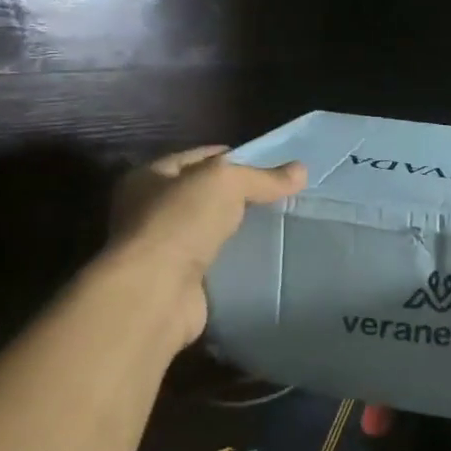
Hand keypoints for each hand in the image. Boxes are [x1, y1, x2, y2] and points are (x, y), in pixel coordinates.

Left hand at [108, 145, 305, 348]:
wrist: (156, 293)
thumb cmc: (180, 222)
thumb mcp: (226, 183)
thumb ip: (263, 177)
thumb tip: (301, 170)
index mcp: (150, 177)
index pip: (199, 157)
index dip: (234, 157)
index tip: (271, 163)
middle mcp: (149, 210)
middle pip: (204, 194)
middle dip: (239, 194)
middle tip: (280, 194)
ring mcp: (162, 249)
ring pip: (209, 229)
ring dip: (236, 228)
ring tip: (278, 222)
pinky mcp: (178, 280)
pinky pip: (214, 261)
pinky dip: (234, 258)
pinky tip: (262, 255)